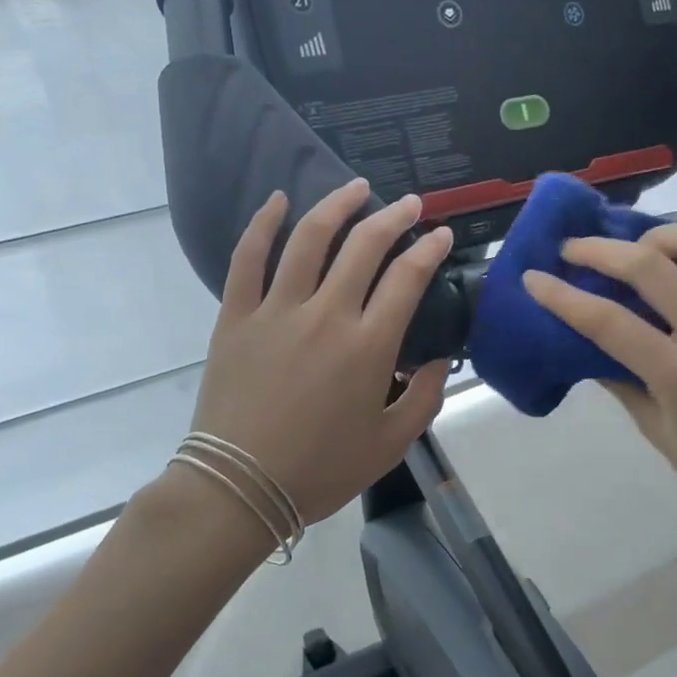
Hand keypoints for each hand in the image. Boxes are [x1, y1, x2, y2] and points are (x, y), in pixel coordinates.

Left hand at [188, 180, 453, 526]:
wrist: (240, 488)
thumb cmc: (321, 469)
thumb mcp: (391, 443)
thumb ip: (424, 397)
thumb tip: (439, 358)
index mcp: (368, 346)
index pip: (407, 278)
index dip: (429, 249)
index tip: (441, 234)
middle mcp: (326, 315)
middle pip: (364, 246)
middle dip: (393, 217)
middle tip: (408, 204)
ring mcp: (276, 311)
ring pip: (308, 239)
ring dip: (336, 206)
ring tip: (356, 188)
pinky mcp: (236, 317)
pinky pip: (246, 259)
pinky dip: (262, 224)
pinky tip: (277, 201)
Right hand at [523, 224, 676, 539]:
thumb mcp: (654, 430)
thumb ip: (620, 378)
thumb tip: (585, 339)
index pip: (608, 321)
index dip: (562, 295)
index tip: (533, 277)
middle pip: (652, 265)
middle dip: (601, 249)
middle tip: (574, 248)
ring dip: (665, 236)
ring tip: (642, 250)